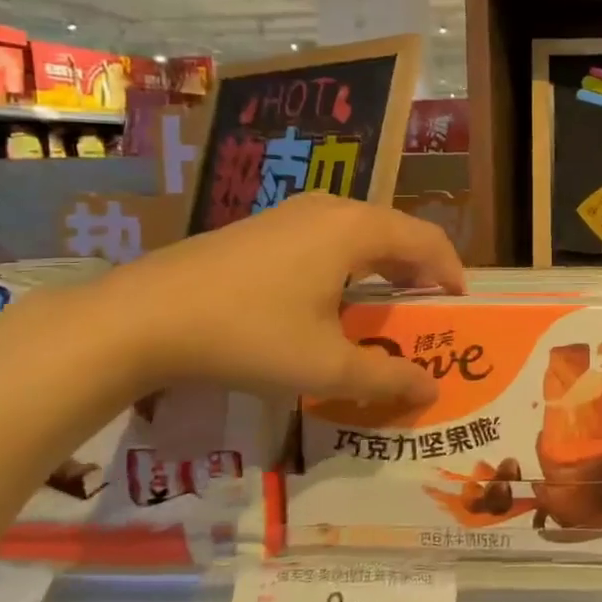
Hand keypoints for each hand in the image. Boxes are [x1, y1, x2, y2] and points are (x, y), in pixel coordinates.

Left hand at [92, 192, 463, 404]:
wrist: (141, 317)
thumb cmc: (248, 335)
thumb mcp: (324, 367)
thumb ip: (385, 379)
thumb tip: (430, 392)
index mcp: (357, 230)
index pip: (427, 240)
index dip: (452, 271)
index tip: (460, 306)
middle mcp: (331, 209)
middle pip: (396, 231)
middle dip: (420, 269)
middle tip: (429, 309)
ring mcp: (292, 213)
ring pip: (361, 232)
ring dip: (385, 265)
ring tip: (389, 303)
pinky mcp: (263, 227)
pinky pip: (328, 237)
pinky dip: (351, 262)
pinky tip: (334, 296)